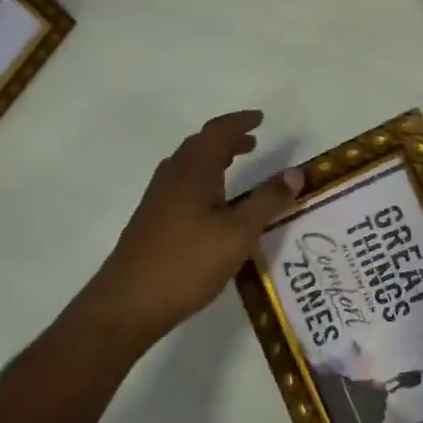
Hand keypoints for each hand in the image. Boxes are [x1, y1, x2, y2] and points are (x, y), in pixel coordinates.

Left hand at [86, 110, 302, 348]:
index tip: (260, 118)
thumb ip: (268, 201)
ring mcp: (157, 199)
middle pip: (200, 144)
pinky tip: (211, 204)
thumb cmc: (187, 262)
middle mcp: (172, 177)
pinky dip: (203, 178)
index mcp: (193, 171)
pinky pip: (181, 184)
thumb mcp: (238, 233)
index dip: (240, 122)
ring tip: (235, 166)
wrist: (127, 304)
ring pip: (188, 165)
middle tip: (252, 141)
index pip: (218, 132)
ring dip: (213, 158)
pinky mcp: (151, 221)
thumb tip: (295, 172)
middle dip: (227, 138)